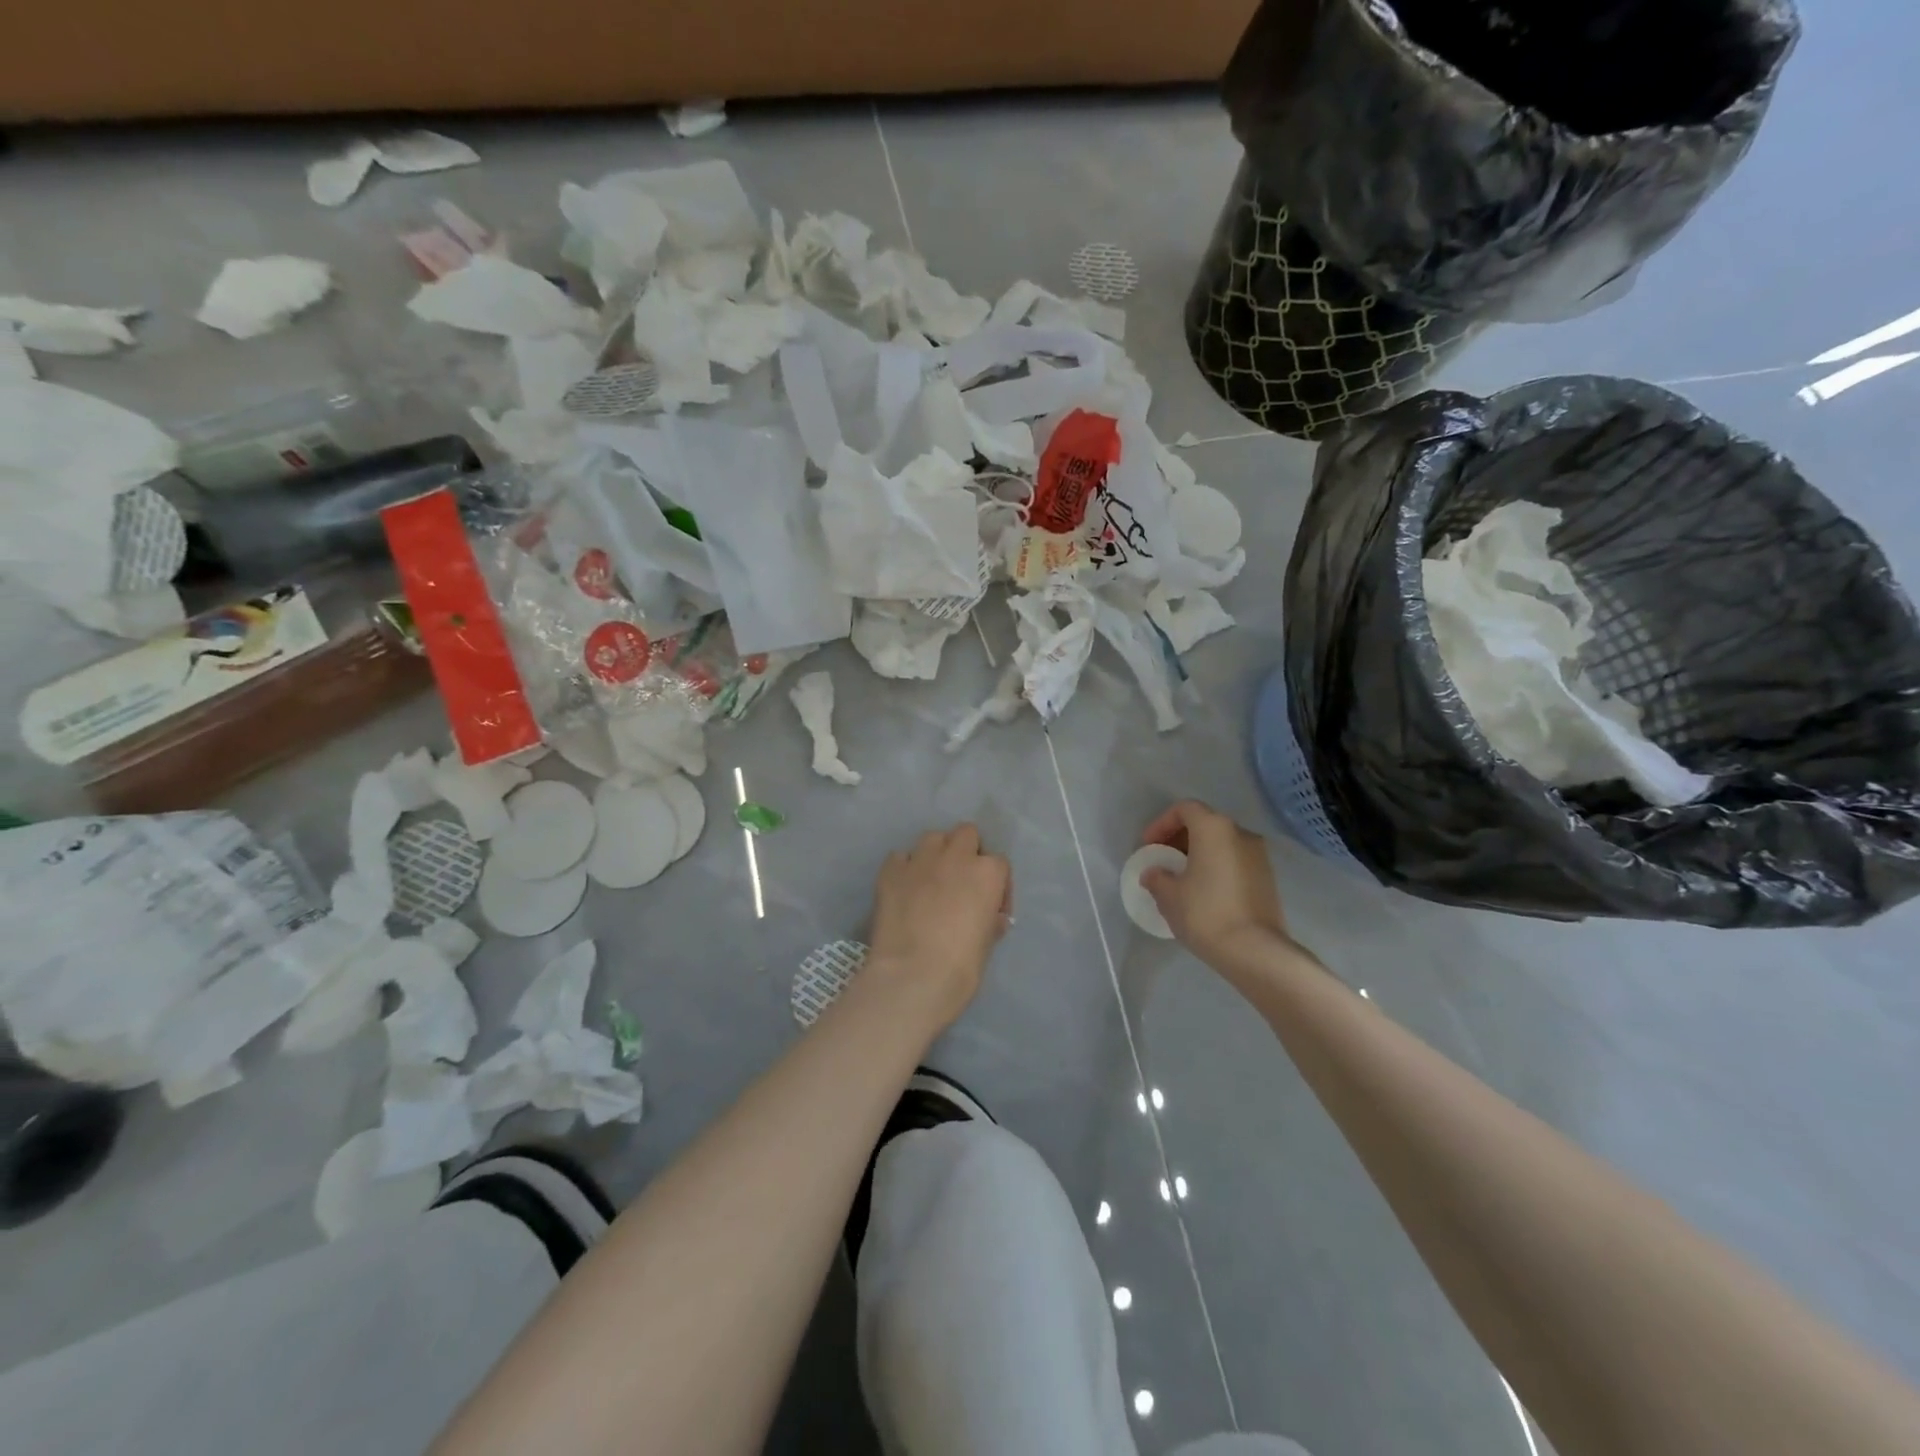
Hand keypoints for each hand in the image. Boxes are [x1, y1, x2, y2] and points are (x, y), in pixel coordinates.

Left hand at [864, 824, 1011, 1032]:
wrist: (912, 975)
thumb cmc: (961, 965)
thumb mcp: (988, 942)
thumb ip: (990, 920)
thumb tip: (989, 916)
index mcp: (987, 873)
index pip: (1000, 864)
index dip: (997, 886)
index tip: (991, 909)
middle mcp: (956, 856)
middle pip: (966, 834)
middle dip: (966, 852)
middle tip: (961, 882)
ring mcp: (920, 860)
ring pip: (933, 839)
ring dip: (936, 854)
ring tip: (931, 881)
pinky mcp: (890, 871)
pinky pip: (901, 858)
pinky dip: (905, 869)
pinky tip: (904, 890)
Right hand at [1139, 800, 1291, 970]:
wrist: (1255, 951)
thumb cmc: (1205, 913)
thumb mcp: (1169, 895)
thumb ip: (1157, 877)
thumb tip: (1154, 873)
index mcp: (1214, 828)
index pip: (1184, 809)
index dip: (1161, 824)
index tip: (1148, 847)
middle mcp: (1240, 833)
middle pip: (1204, 824)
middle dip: (1179, 839)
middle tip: (1162, 861)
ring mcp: (1259, 856)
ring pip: (1221, 844)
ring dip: (1198, 855)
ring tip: (1181, 879)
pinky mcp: (1268, 878)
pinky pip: (1234, 862)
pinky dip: (1216, 868)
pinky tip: (1203, 893)